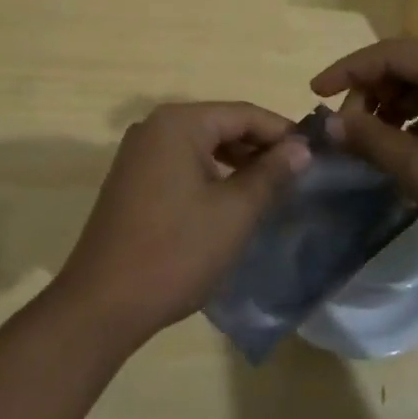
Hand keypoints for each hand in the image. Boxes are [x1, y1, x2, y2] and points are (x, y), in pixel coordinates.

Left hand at [52, 102, 310, 346]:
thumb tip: (300, 148)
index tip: (315, 152)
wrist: (102, 304)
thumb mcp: (234, 213)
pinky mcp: (131, 178)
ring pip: (201, 144)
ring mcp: (138, 152)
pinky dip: (210, 174)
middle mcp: (154, 126)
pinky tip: (231, 199)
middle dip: (260, 146)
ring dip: (236, 161)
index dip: (282, 131)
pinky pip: (181, 162)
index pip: (243, 113)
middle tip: (298, 172)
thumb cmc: (175, 252)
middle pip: (220, 124)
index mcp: (178, 122)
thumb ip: (271, 174)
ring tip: (271, 187)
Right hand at [311, 40, 417, 274]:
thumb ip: (373, 141)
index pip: (388, 52)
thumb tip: (330, 123)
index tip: (314, 94)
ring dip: (394, 107)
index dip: (346, 71)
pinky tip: (409, 149)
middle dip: (371, 93)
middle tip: (349, 131)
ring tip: (374, 142)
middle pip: (406, 64)